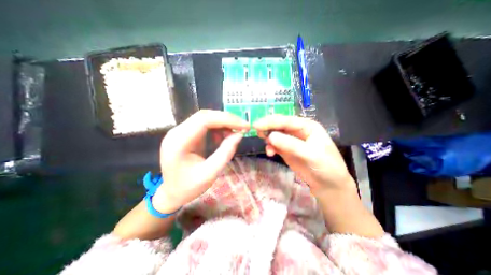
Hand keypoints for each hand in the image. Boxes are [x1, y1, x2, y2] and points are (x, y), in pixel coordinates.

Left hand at [153, 110, 249, 212]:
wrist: (171, 193)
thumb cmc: (188, 187)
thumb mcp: (210, 174)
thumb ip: (225, 152)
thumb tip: (239, 134)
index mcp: (179, 142)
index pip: (204, 120)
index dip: (227, 119)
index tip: (244, 125)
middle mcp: (177, 132)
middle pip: (205, 116)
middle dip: (227, 119)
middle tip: (243, 126)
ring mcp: (180, 131)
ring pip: (205, 118)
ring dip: (223, 123)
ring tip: (235, 132)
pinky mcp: (186, 134)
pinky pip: (204, 124)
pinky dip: (218, 128)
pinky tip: (224, 136)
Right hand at [253, 115, 357, 196]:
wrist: (328, 184)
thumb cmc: (325, 166)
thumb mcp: (310, 154)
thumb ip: (290, 144)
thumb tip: (270, 136)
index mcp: (307, 126)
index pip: (287, 120)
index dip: (271, 121)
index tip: (257, 124)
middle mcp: (298, 131)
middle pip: (279, 125)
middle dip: (268, 127)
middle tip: (256, 131)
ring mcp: (291, 140)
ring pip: (275, 135)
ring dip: (268, 139)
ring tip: (267, 147)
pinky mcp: (286, 150)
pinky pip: (275, 145)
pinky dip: (270, 147)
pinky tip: (270, 153)